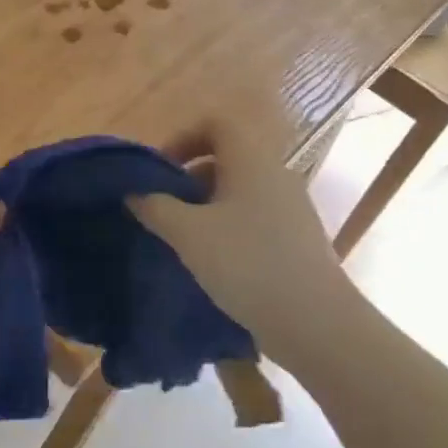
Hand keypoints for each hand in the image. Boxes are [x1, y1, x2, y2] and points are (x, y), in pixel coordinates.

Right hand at [127, 120, 355, 355]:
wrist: (315, 323)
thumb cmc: (247, 264)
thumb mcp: (188, 233)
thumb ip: (155, 207)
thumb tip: (133, 192)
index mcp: (252, 161)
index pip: (216, 123)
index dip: (183, 137)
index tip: (159, 169)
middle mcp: (275, 175)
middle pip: (225, 156)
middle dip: (188, 176)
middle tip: (162, 205)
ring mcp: (290, 208)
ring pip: (238, 189)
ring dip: (204, 204)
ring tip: (181, 236)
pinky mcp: (294, 238)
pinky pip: (252, 216)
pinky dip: (226, 225)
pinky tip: (210, 259)